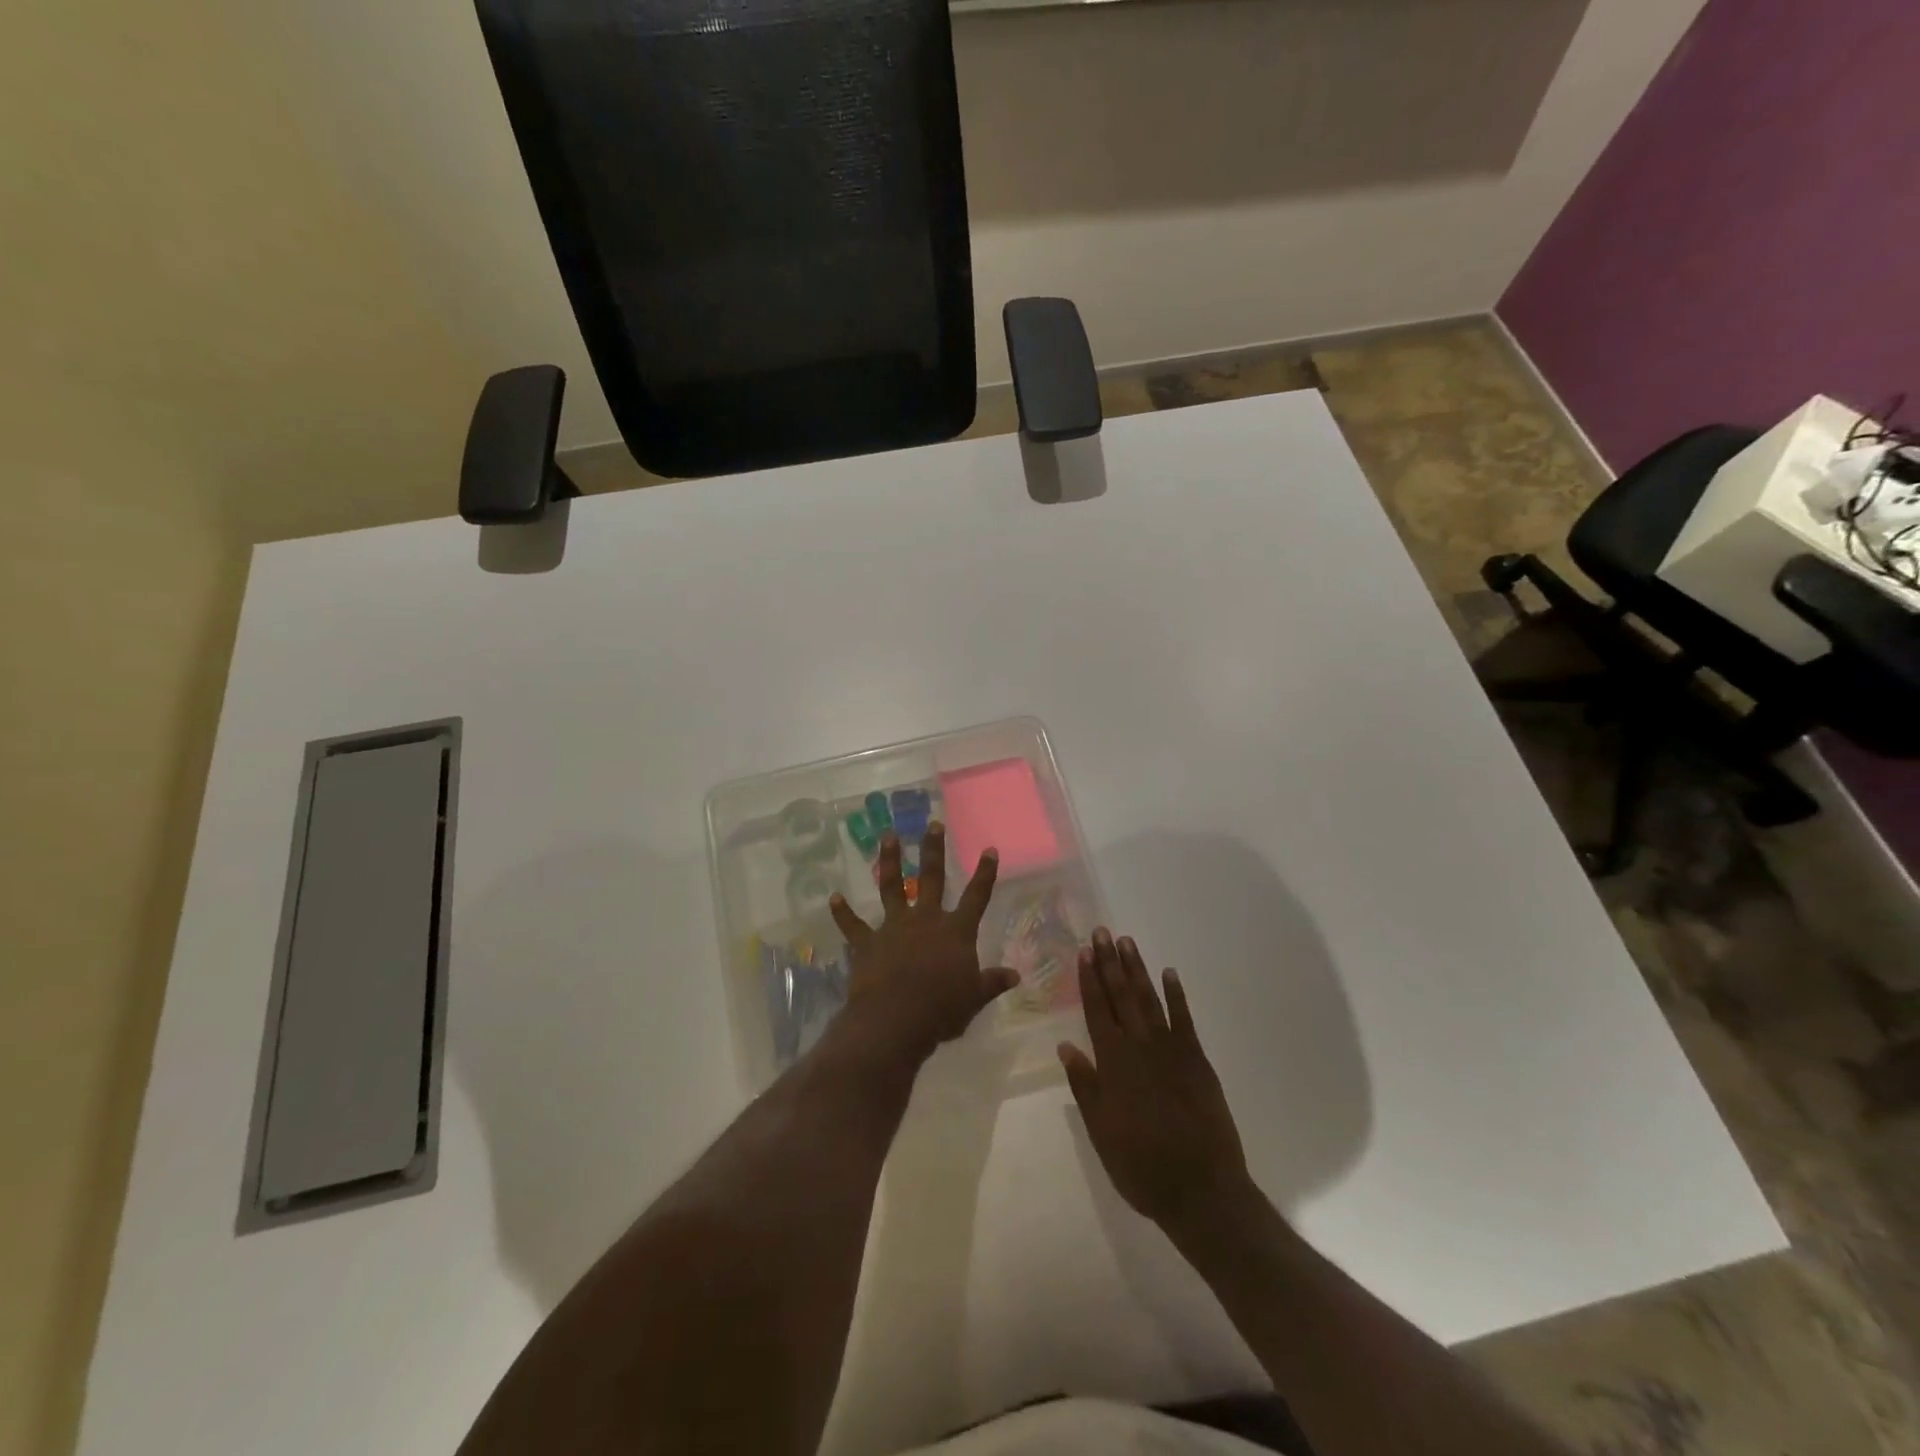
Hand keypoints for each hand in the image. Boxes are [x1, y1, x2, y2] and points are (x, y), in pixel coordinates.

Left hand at [828, 823, 1017, 1066]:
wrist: (896, 1018)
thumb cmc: (942, 1009)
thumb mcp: (974, 998)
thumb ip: (992, 982)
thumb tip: (1015, 976)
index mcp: (956, 931)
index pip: (976, 896)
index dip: (984, 873)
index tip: (989, 849)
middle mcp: (926, 920)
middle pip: (931, 878)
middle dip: (933, 849)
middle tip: (932, 824)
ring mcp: (894, 927)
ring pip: (892, 887)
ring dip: (891, 861)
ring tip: (888, 836)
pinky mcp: (867, 942)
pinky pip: (853, 925)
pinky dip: (842, 912)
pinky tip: (833, 898)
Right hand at [1060, 929, 1250, 1230]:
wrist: (1201, 1190)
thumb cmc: (1141, 1166)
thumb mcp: (1101, 1132)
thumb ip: (1085, 1086)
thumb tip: (1066, 1047)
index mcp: (1113, 1064)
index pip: (1097, 1012)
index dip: (1089, 981)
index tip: (1084, 952)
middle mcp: (1140, 1047)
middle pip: (1121, 997)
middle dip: (1109, 963)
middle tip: (1102, 932)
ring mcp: (1171, 1050)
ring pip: (1149, 1000)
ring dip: (1137, 970)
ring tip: (1127, 942)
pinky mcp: (1197, 1060)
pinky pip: (1185, 1019)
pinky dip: (1177, 995)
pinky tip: (1169, 973)